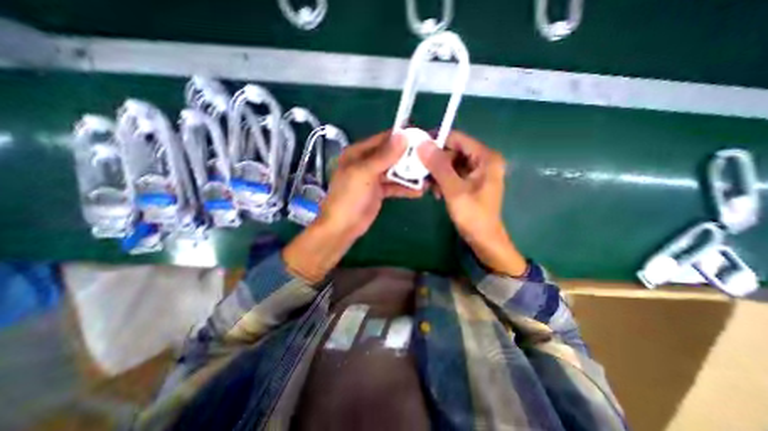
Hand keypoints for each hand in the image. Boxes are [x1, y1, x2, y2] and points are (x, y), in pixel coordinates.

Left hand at [285, 131, 422, 284]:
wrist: (343, 227)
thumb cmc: (349, 197)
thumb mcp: (365, 173)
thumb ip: (384, 156)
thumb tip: (403, 136)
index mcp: (358, 153)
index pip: (383, 140)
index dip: (401, 138)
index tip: (422, 138)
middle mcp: (367, 162)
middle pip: (391, 156)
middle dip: (408, 158)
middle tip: (428, 158)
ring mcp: (373, 178)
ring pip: (394, 172)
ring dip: (409, 174)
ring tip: (428, 175)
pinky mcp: (379, 192)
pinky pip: (395, 186)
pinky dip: (406, 188)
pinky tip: (420, 191)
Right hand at [420, 130, 528, 275]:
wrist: (483, 239)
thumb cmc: (473, 215)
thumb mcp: (454, 190)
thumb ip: (439, 166)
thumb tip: (422, 144)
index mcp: (486, 157)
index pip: (457, 138)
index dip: (436, 141)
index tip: (416, 148)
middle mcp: (483, 160)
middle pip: (453, 151)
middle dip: (436, 161)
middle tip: (420, 171)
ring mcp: (477, 171)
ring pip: (451, 163)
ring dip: (437, 173)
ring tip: (429, 186)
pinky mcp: (471, 181)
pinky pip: (453, 173)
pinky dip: (443, 180)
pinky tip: (437, 192)